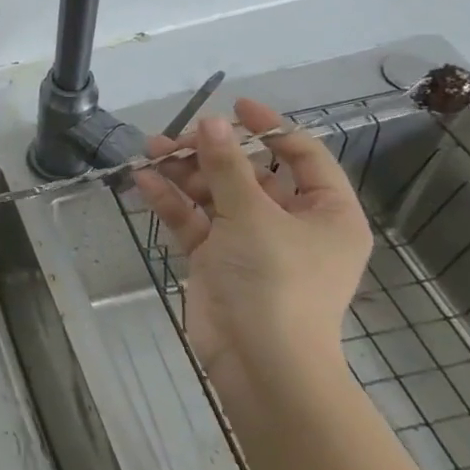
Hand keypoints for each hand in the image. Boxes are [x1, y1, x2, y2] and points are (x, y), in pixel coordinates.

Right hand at [132, 100, 369, 406]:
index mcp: (325, 213)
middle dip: (211, 153)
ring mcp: (251, 242)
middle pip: (250, 173)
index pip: (303, 156)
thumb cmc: (275, 281)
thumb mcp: (252, 215)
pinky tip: (145, 182)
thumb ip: (227, 166)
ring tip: (150, 152)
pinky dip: (173, 202)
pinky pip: (195, 220)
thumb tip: (210, 122)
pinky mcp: (217, 259)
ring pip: (216, 194)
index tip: (234, 106)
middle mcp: (291, 224)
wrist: (259, 362)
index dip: (271, 127)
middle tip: (175, 138)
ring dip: (185, 173)